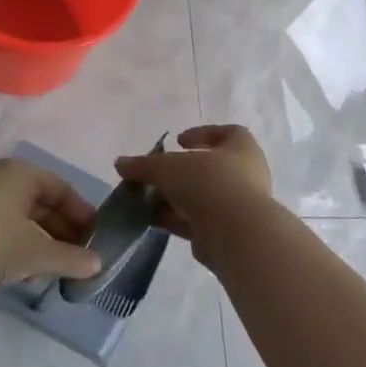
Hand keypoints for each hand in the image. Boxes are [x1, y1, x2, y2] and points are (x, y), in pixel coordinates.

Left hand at [0, 159, 101, 292]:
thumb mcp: (37, 252)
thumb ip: (71, 258)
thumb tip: (98, 264)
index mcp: (22, 174)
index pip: (63, 189)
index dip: (83, 215)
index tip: (97, 239)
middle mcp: (3, 179)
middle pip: (43, 204)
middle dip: (64, 233)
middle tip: (81, 259)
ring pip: (24, 220)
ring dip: (44, 244)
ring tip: (58, 271)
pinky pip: (6, 230)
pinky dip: (22, 248)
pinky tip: (29, 274)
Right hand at [116, 124, 271, 256]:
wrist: (235, 233)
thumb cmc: (208, 183)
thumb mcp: (168, 167)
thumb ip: (143, 165)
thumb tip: (120, 163)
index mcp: (241, 148)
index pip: (227, 133)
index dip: (202, 134)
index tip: (178, 142)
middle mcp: (246, 174)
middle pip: (209, 167)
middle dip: (180, 172)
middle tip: (157, 174)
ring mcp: (238, 205)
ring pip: (202, 196)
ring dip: (176, 197)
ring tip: (147, 199)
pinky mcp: (227, 232)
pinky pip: (198, 220)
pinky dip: (177, 219)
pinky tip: (154, 220)